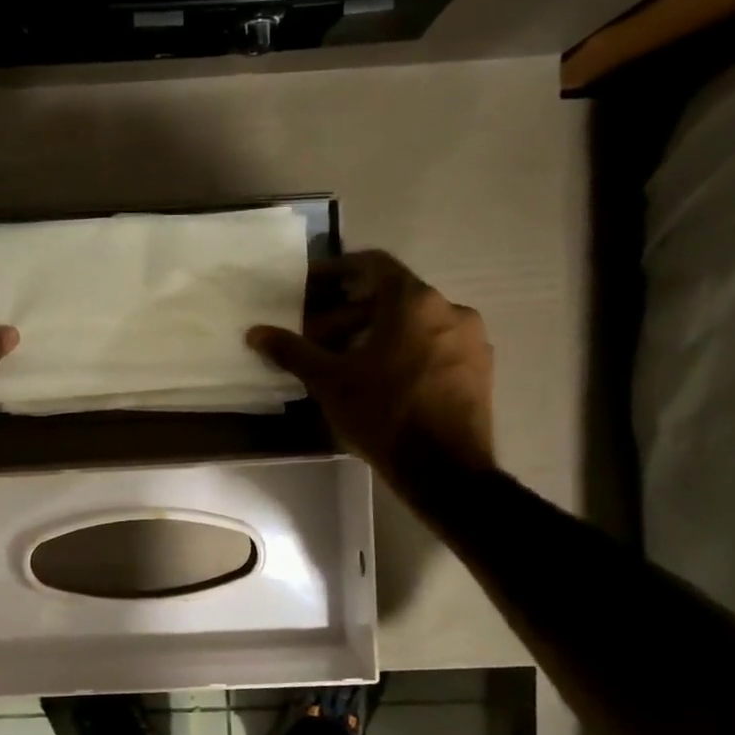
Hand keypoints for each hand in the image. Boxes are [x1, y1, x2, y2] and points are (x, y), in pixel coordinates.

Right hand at [247, 251, 493, 480]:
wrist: (446, 470)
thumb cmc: (384, 414)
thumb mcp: (329, 382)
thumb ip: (292, 351)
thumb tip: (255, 333)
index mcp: (414, 302)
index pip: (373, 264)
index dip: (338, 270)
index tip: (311, 285)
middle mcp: (450, 309)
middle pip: (390, 297)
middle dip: (349, 314)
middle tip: (316, 337)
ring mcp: (470, 340)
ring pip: (413, 323)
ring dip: (375, 333)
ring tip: (344, 362)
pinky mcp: (479, 369)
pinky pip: (434, 345)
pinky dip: (403, 350)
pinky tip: (380, 380)